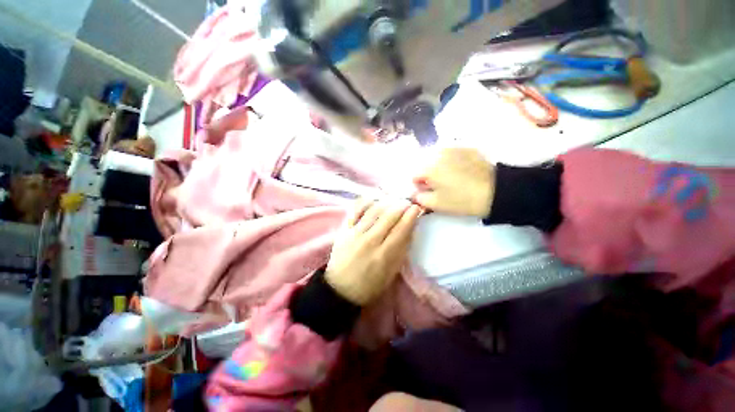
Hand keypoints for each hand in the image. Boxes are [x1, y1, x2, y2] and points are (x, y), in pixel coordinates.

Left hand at [326, 199, 422, 305]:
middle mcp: (370, 241)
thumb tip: (410, 229)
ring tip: (393, 199)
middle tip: (407, 202)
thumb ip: (401, 250)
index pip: (401, 229)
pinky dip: (366, 202)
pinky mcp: (344, 230)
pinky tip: (374, 199)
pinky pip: (355, 211)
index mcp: (384, 255)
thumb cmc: (370, 284)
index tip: (417, 207)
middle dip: (401, 206)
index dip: (411, 216)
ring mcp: (355, 233)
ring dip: (386, 202)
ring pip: (374, 211)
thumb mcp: (391, 273)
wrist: (340, 289)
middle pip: (389, 216)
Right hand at [412, 148, 494, 216]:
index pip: (415, 176)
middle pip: (425, 166)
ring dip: (439, 168)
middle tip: (440, 186)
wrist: (494, 191)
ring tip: (452, 178)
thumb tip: (415, 192)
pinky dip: (451, 161)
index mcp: (428, 169)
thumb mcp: (435, 204)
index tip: (429, 192)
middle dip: (428, 176)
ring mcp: (453, 149)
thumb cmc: (460, 200)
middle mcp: (437, 155)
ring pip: (437, 159)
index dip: (420, 185)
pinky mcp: (466, 148)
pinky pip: (451, 154)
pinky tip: (462, 171)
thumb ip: (419, 198)